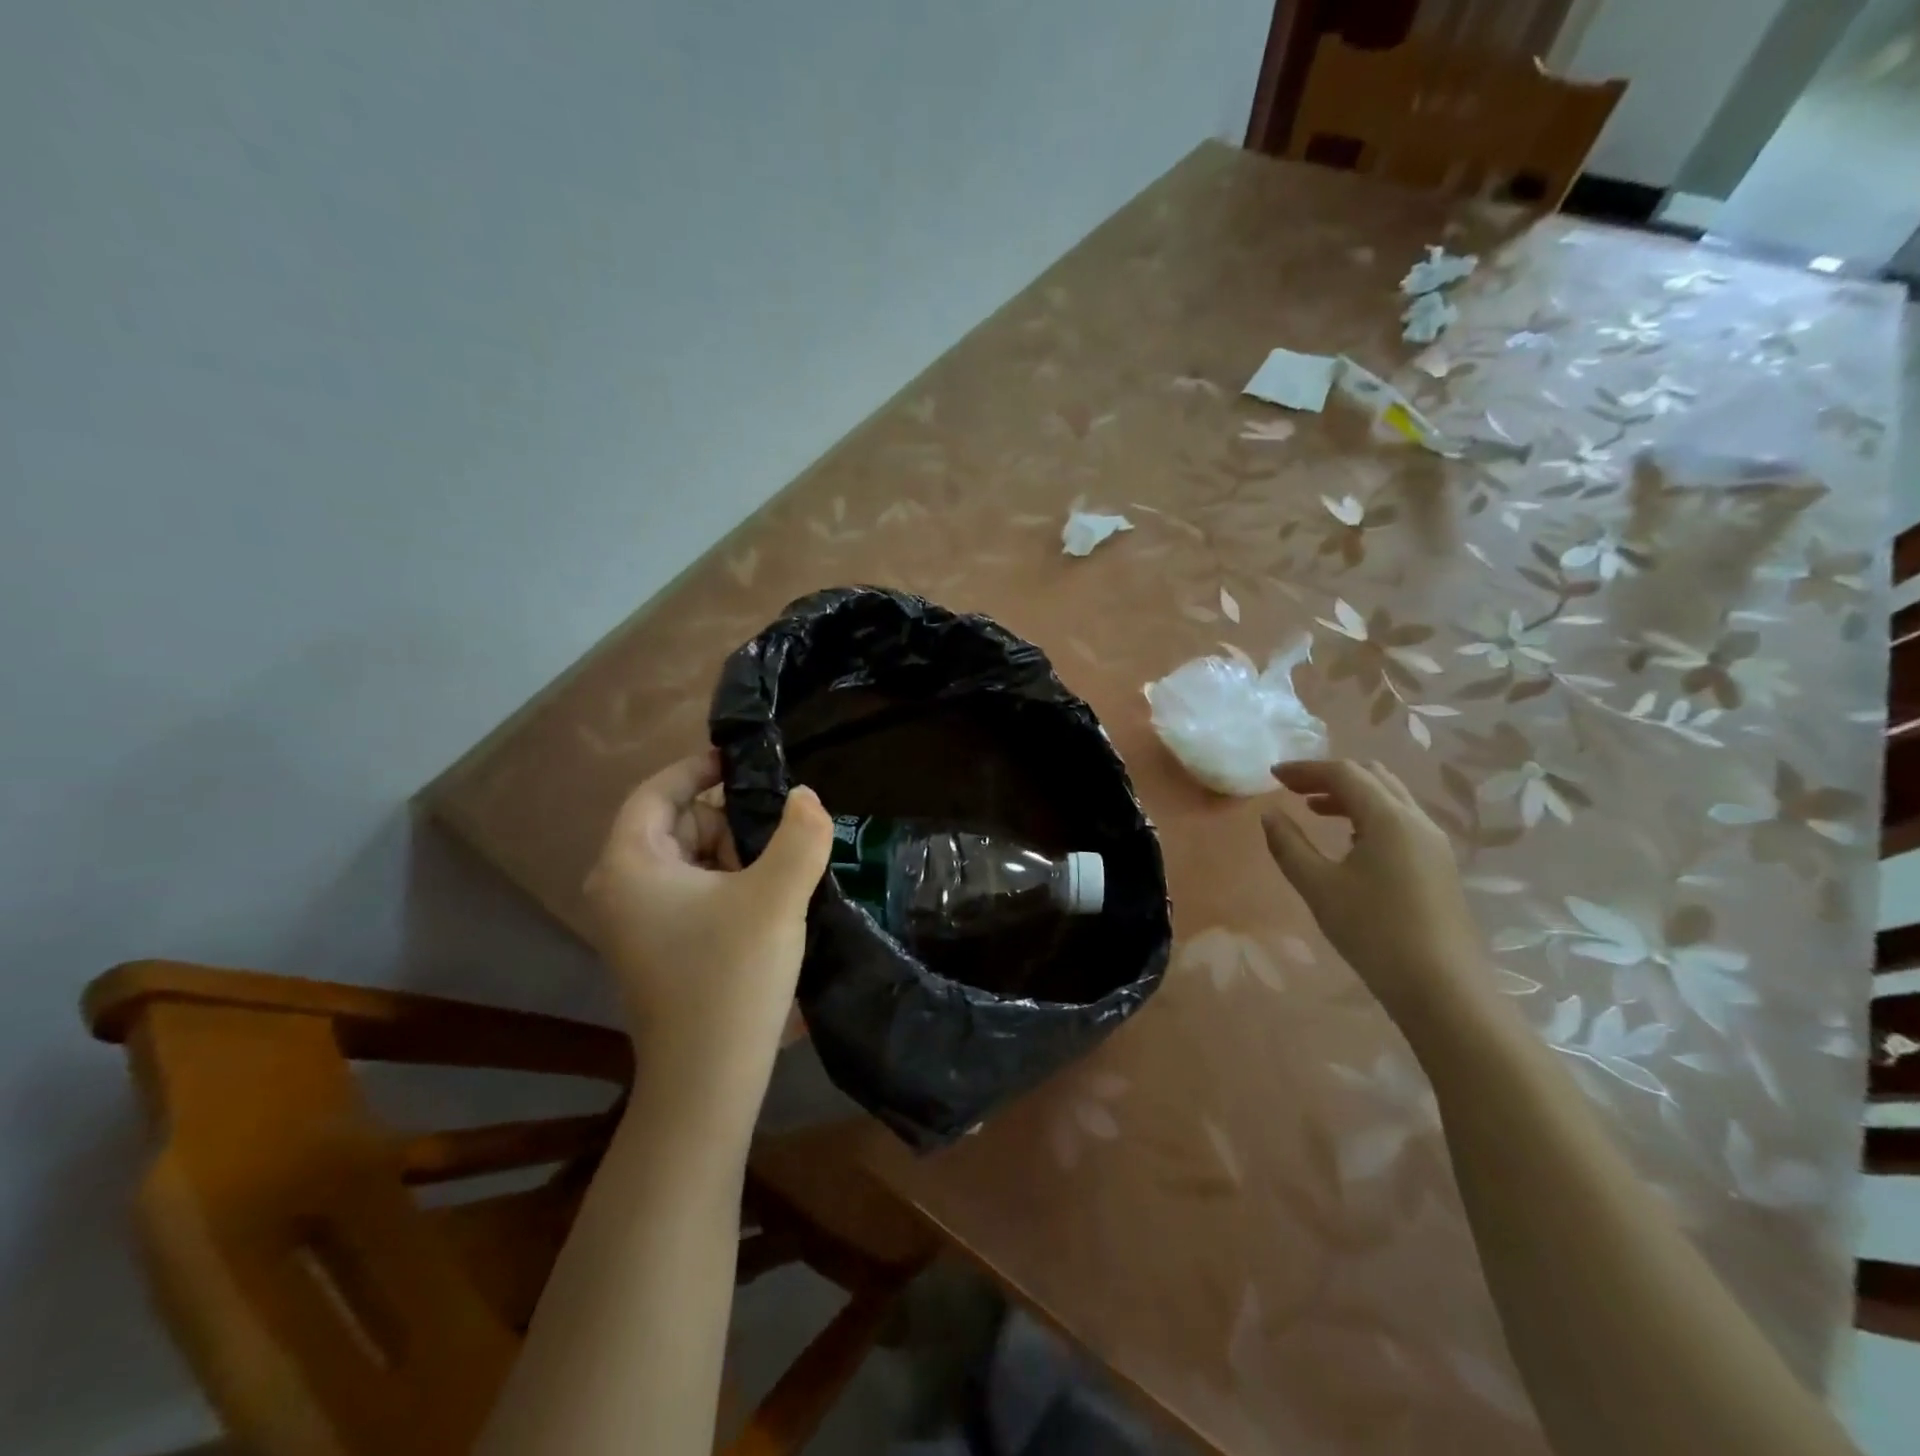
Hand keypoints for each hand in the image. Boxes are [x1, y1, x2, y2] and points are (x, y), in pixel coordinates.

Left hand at [585, 750, 832, 1098]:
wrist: (708, 1080)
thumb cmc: (731, 977)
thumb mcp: (776, 897)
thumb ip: (800, 835)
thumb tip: (806, 796)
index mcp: (630, 864)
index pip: (657, 790)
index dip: (698, 768)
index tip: (744, 761)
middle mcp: (620, 887)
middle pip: (677, 824)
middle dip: (728, 820)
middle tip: (778, 834)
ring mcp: (635, 921)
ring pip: (689, 859)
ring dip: (734, 854)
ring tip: (778, 872)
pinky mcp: (657, 946)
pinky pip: (692, 891)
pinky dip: (728, 883)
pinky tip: (766, 901)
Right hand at [1260, 760, 1492, 1029]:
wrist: (1442, 988)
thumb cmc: (1373, 932)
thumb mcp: (1318, 887)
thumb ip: (1289, 845)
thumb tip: (1270, 815)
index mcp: (1388, 818)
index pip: (1344, 773)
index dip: (1305, 769)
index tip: (1273, 776)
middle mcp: (1416, 820)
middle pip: (1371, 777)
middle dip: (1329, 776)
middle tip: (1293, 789)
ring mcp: (1433, 843)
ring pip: (1389, 798)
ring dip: (1350, 795)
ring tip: (1314, 810)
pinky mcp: (1438, 864)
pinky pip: (1400, 820)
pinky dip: (1369, 815)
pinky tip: (1349, 841)